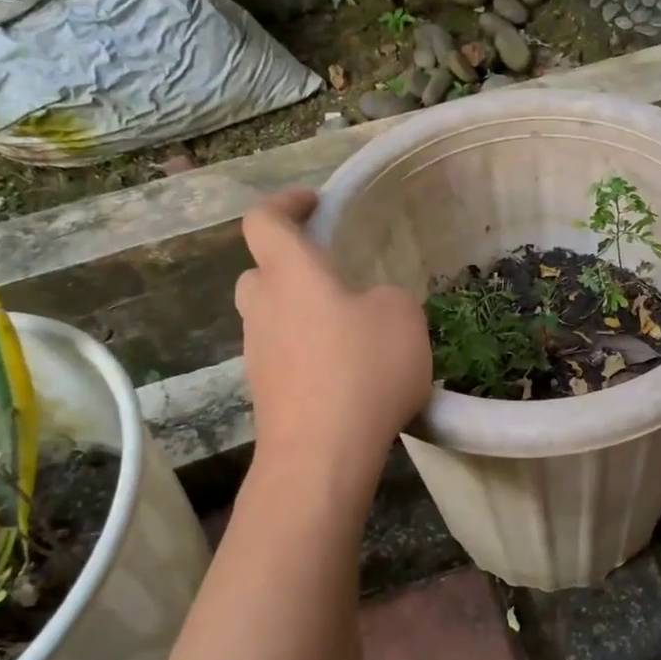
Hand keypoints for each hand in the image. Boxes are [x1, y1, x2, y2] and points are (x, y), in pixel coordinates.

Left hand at [235, 189, 432, 470]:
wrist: (322, 455)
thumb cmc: (362, 369)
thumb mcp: (402, 316)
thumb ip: (386, 298)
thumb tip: (369, 308)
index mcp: (290, 275)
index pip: (264, 221)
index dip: (286, 204)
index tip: (314, 204)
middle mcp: (263, 309)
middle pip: (261, 274)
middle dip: (290, 267)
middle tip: (331, 277)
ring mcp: (258, 356)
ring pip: (272, 320)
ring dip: (303, 317)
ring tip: (351, 333)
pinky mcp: (267, 396)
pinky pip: (285, 359)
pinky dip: (309, 356)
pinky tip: (347, 376)